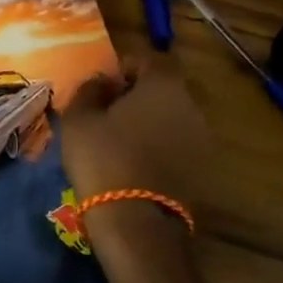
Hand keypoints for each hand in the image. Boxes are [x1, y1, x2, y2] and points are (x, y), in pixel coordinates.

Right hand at [61, 54, 211, 263]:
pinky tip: (136, 162)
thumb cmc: (103, 158)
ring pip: (174, 118)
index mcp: (164, 85)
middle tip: (111, 110)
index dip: (128, 66)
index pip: (152, 59)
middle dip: (141, 94)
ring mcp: (202, 140)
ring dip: (151, 121)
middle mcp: (191, 107)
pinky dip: (161, 146)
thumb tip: (102, 82)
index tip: (107, 83)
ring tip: (121, 139)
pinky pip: (179, 145)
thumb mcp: (79, 117)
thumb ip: (90, 90)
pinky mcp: (203, 171)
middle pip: (167, 88)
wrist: (136, 223)